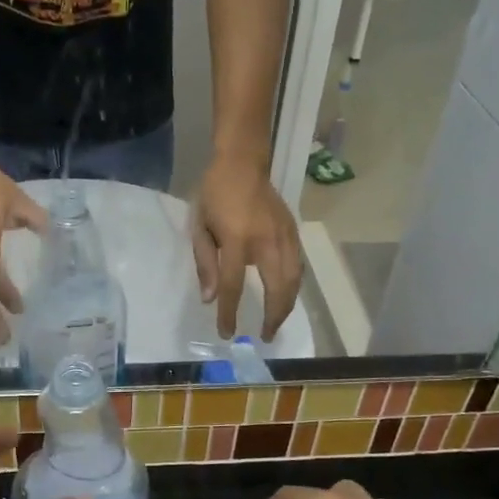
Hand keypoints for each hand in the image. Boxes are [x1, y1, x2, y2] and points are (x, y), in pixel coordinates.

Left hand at [193, 153, 302, 339]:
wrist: (242, 162)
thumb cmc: (214, 193)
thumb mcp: (200, 226)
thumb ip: (206, 264)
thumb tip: (211, 299)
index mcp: (237, 239)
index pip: (233, 285)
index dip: (229, 313)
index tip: (227, 333)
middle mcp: (267, 240)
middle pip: (277, 288)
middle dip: (273, 316)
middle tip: (265, 336)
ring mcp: (285, 236)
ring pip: (294, 280)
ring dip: (287, 305)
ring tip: (276, 322)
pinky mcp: (294, 231)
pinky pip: (299, 266)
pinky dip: (294, 287)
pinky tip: (286, 296)